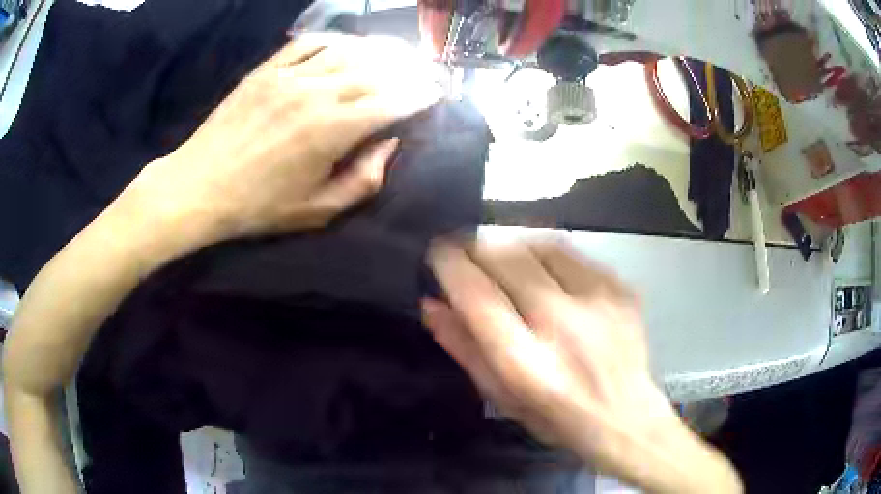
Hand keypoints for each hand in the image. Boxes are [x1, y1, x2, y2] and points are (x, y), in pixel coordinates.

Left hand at [125, 33, 441, 242]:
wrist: (200, 187)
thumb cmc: (259, 206)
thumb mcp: (317, 212)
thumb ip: (362, 180)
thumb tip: (390, 145)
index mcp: (333, 131)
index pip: (392, 102)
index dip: (420, 96)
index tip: (437, 93)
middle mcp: (317, 93)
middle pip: (376, 71)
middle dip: (408, 69)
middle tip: (425, 69)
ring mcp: (290, 76)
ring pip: (347, 51)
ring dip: (378, 50)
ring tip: (397, 51)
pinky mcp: (267, 70)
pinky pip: (308, 44)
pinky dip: (334, 40)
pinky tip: (346, 45)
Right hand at [424, 241, 742, 493]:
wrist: (627, 416)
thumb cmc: (557, 418)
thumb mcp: (502, 397)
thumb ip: (465, 349)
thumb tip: (432, 305)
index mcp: (527, 363)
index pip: (478, 296)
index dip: (450, 265)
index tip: (437, 252)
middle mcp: (563, 325)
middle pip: (508, 258)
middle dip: (476, 244)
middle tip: (464, 247)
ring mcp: (598, 301)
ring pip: (539, 244)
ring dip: (509, 241)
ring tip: (498, 251)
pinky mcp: (620, 288)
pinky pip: (572, 251)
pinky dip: (544, 249)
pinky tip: (540, 264)